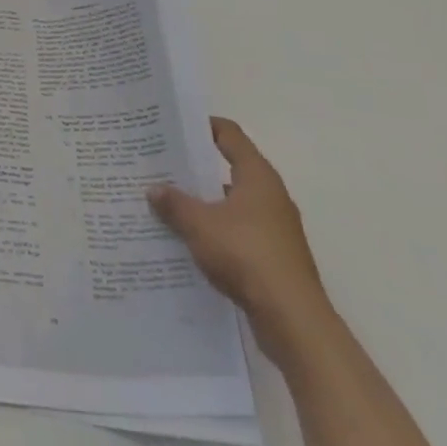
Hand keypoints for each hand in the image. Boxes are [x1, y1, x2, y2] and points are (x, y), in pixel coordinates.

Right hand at [148, 117, 332, 364]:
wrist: (292, 319)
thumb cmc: (246, 254)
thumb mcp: (199, 224)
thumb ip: (174, 203)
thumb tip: (154, 189)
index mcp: (257, 176)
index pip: (229, 134)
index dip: (202, 126)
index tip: (173, 126)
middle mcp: (270, 195)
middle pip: (229, 168)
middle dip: (195, 167)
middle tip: (161, 164)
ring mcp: (274, 228)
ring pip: (232, 203)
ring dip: (204, 202)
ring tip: (167, 202)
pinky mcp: (273, 256)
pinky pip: (237, 231)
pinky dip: (215, 230)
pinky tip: (188, 239)